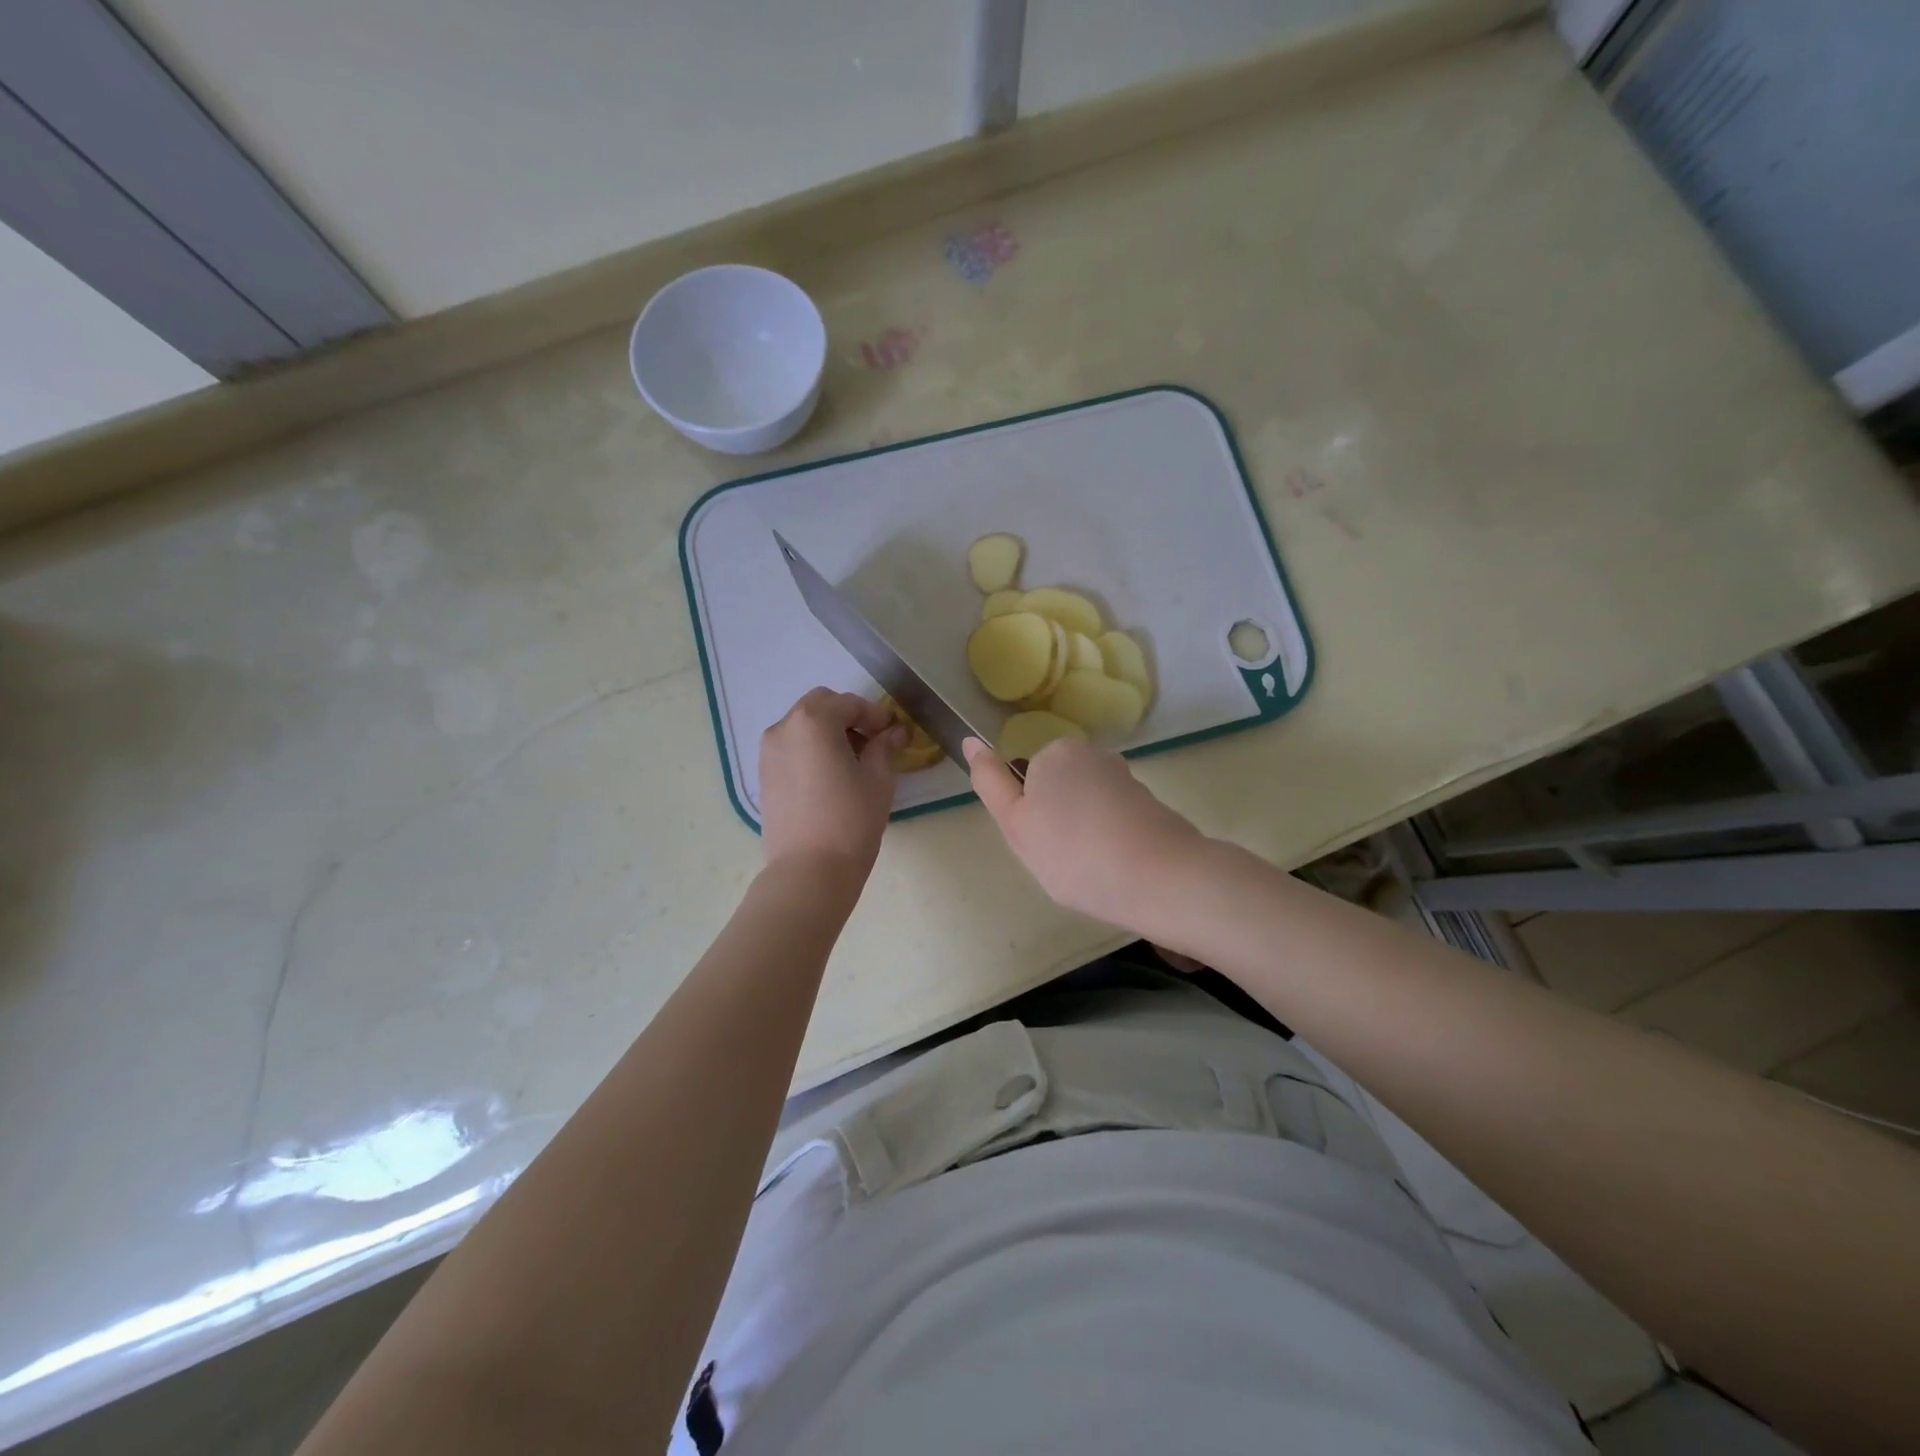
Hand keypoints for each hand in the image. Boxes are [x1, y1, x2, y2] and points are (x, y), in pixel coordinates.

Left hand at [759, 688, 905, 880]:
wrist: (808, 871)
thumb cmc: (850, 821)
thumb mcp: (878, 780)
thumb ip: (885, 747)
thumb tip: (895, 732)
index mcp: (813, 722)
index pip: (849, 704)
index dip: (875, 715)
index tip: (893, 732)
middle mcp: (784, 728)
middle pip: (819, 705)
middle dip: (848, 716)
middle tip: (872, 741)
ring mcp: (768, 752)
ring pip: (802, 725)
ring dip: (827, 731)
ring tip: (852, 761)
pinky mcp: (763, 776)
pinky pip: (791, 747)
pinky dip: (811, 749)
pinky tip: (830, 776)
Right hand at [964, 736, 1203, 928]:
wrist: (1160, 878)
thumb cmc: (1073, 852)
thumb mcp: (1015, 823)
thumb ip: (990, 782)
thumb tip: (971, 742)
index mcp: (1056, 753)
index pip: (1027, 781)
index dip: (1027, 816)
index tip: (1039, 844)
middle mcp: (1094, 755)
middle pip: (1059, 791)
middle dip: (1057, 824)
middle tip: (1060, 860)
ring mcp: (1127, 780)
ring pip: (1088, 809)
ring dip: (1085, 836)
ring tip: (1092, 871)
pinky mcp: (1152, 806)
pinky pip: (1116, 823)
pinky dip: (1112, 843)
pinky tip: (1117, 870)